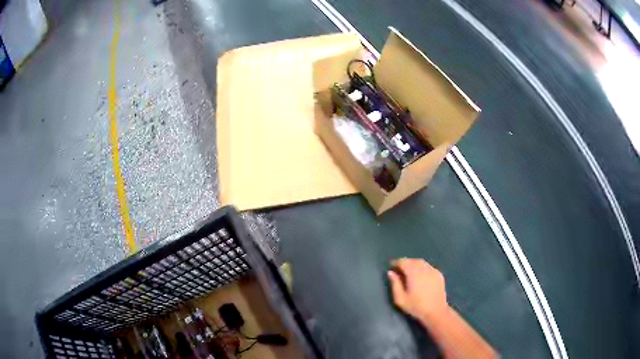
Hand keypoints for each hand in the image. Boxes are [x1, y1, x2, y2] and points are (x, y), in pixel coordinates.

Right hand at [387, 258, 448, 323]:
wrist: (436, 312)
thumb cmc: (416, 307)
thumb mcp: (400, 299)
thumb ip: (395, 284)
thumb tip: (390, 272)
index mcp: (414, 274)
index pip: (404, 262)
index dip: (396, 262)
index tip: (391, 266)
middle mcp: (424, 269)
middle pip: (413, 260)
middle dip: (405, 262)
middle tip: (399, 269)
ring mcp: (433, 271)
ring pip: (421, 262)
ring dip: (413, 264)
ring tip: (408, 271)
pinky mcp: (439, 274)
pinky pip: (428, 266)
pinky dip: (422, 267)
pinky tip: (420, 275)